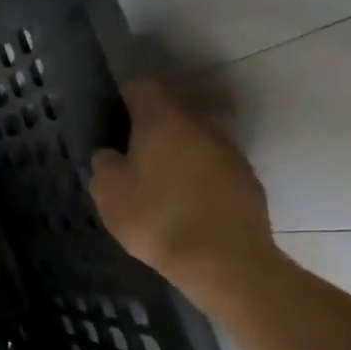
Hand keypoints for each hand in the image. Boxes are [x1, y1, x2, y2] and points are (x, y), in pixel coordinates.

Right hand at [88, 81, 278, 308]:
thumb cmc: (156, 218)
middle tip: (127, 155)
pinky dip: (195, 177)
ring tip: (154, 183)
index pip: (140, 88)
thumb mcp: (108, 192)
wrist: (224, 262)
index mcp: (163, 120)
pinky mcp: (246, 181)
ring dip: (174, 153)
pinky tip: (182, 204)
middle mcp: (200, 125)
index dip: (121, 99)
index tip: (108, 121)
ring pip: (193, 140)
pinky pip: (211, 167)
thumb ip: (104, 164)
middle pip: (170, 112)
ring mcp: (228, 152)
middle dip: (149, 128)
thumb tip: (112, 155)